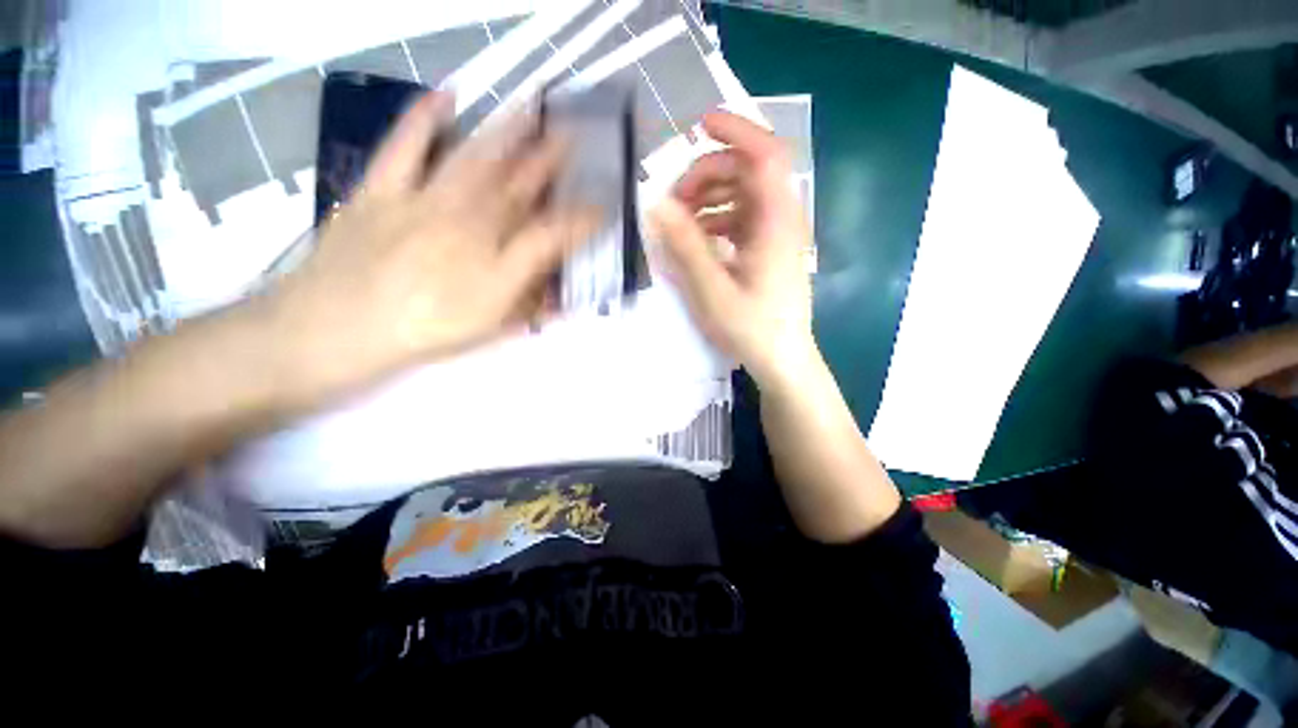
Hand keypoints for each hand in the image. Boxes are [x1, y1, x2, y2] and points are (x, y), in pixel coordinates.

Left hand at [263, 92, 598, 406]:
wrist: (336, 329)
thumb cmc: (424, 332)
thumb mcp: (490, 327)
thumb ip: (530, 303)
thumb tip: (563, 297)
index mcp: (498, 261)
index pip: (553, 234)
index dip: (582, 221)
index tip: (603, 207)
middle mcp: (470, 223)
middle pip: (519, 186)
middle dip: (551, 161)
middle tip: (574, 135)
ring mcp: (424, 200)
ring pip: (475, 159)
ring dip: (508, 132)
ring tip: (532, 108)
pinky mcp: (382, 189)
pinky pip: (406, 145)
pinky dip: (424, 117)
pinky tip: (446, 95)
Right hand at [650, 111, 815, 387]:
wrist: (782, 359)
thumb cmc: (751, 327)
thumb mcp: (712, 289)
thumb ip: (685, 245)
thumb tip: (656, 204)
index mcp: (775, 222)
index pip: (764, 154)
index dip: (736, 130)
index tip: (699, 125)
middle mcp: (781, 219)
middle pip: (747, 172)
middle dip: (706, 175)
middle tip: (673, 201)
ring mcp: (776, 235)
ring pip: (742, 195)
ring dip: (709, 198)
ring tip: (679, 221)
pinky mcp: (768, 250)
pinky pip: (741, 219)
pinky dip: (716, 220)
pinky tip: (697, 239)